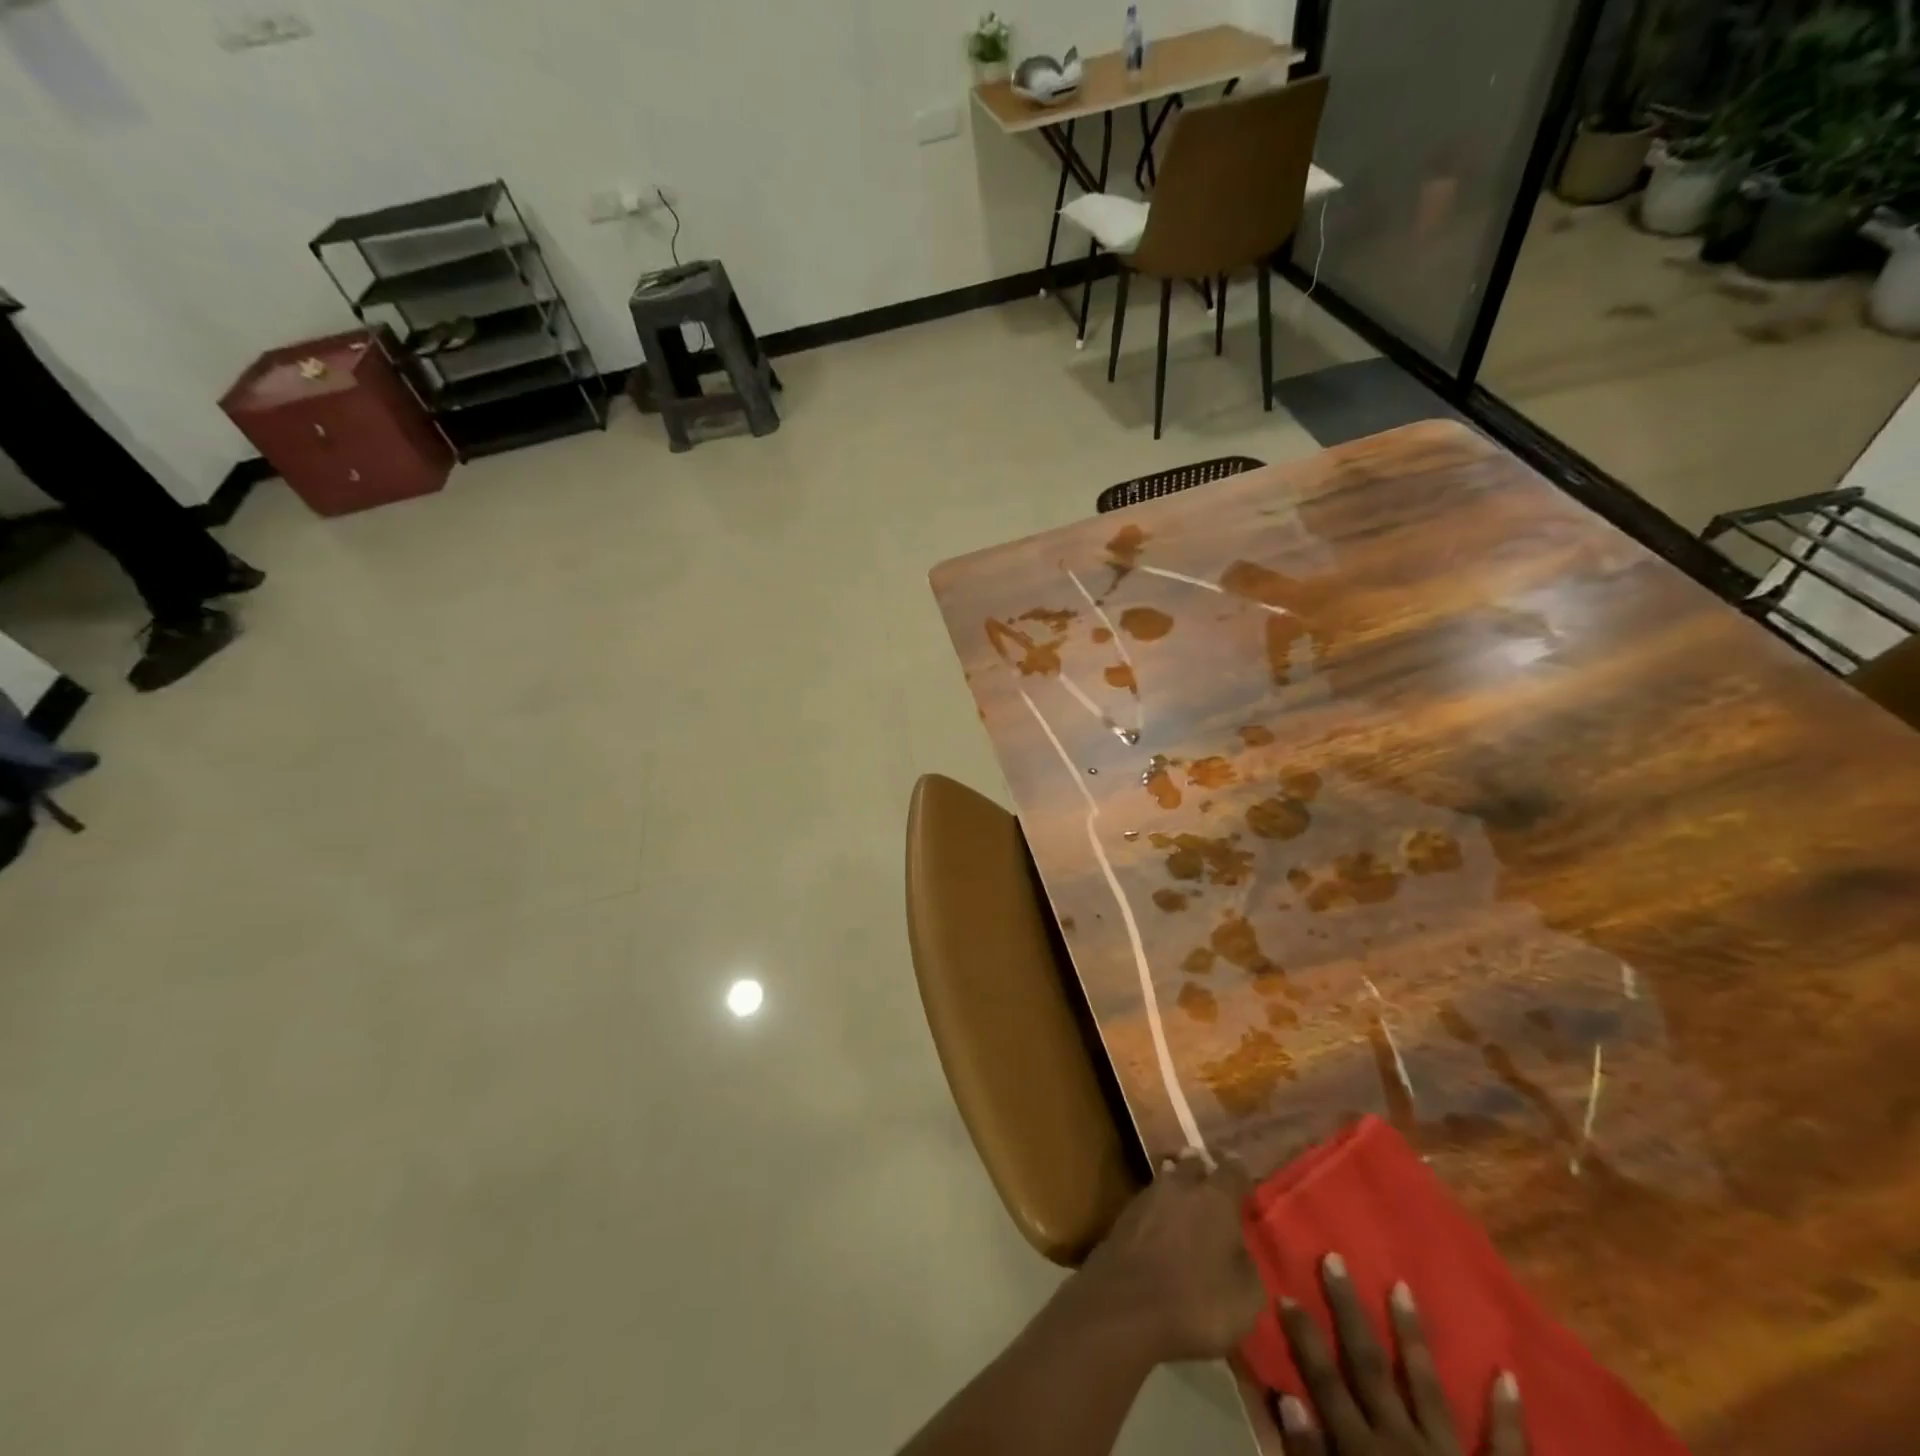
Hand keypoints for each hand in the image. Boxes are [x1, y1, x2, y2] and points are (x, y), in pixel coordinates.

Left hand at [1072, 1150, 1265, 1363]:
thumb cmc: (1197, 1301)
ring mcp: (1148, 1195)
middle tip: (1215, 1193)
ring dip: (1180, 1191)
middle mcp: (1181, 1185)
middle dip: (1206, 1174)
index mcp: (1216, 1197)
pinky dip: (1161, 1211)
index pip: (1234, 1170)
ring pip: (1169, 1179)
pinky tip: (1164, 1229)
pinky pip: (1150, 1202)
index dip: (1242, 1175)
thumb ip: (1247, 1264)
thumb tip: (1239, 1250)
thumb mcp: (1246, 1297)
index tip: (1247, 1186)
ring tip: (1188, 1208)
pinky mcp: (1125, 1213)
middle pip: (1195, 1165)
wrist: (1126, 1305)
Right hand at [1277, 1253, 1525, 1455]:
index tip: (1285, 1292)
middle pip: (1369, 1367)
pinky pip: (1506, 1450)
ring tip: (1402, 1286)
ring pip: (1427, 1387)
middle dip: (1349, 1312)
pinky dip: (1508, 1415)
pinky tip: (1507, 1375)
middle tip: (1335, 1259)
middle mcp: (1403, 1444)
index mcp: (1363, 1454)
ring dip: (1412, 1337)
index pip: (1325, 1382)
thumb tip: (1289, 1397)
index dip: (1303, 1338)